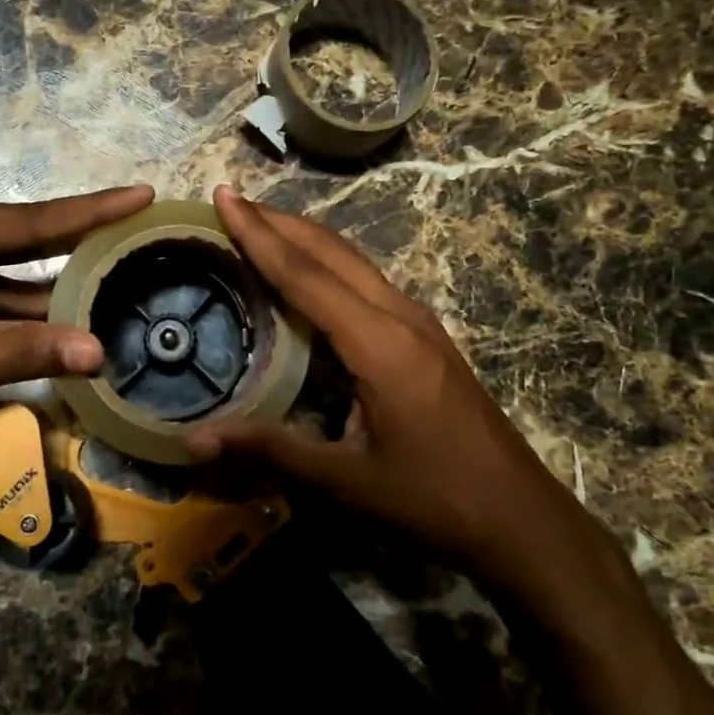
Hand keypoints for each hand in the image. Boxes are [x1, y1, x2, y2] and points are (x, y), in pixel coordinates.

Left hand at [0, 186, 154, 476]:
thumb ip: (16, 353)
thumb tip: (98, 351)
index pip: (23, 222)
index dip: (88, 212)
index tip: (140, 195)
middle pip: (18, 243)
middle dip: (78, 244)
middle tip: (139, 231)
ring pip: (4, 282)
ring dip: (52, 296)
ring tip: (118, 289)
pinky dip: (20, 323)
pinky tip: (63, 331)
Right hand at [188, 187, 584, 572]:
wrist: (518, 517)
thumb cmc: (432, 501)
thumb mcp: (346, 482)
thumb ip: (271, 450)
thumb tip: (195, 440)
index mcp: (380, 344)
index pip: (306, 276)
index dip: (259, 235)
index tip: (224, 197)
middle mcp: (401, 317)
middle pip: (333, 252)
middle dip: (280, 222)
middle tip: (232, 201)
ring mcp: (420, 324)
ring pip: (355, 262)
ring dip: (306, 239)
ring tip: (261, 226)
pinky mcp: (427, 337)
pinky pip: (369, 283)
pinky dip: (329, 265)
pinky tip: (310, 277)